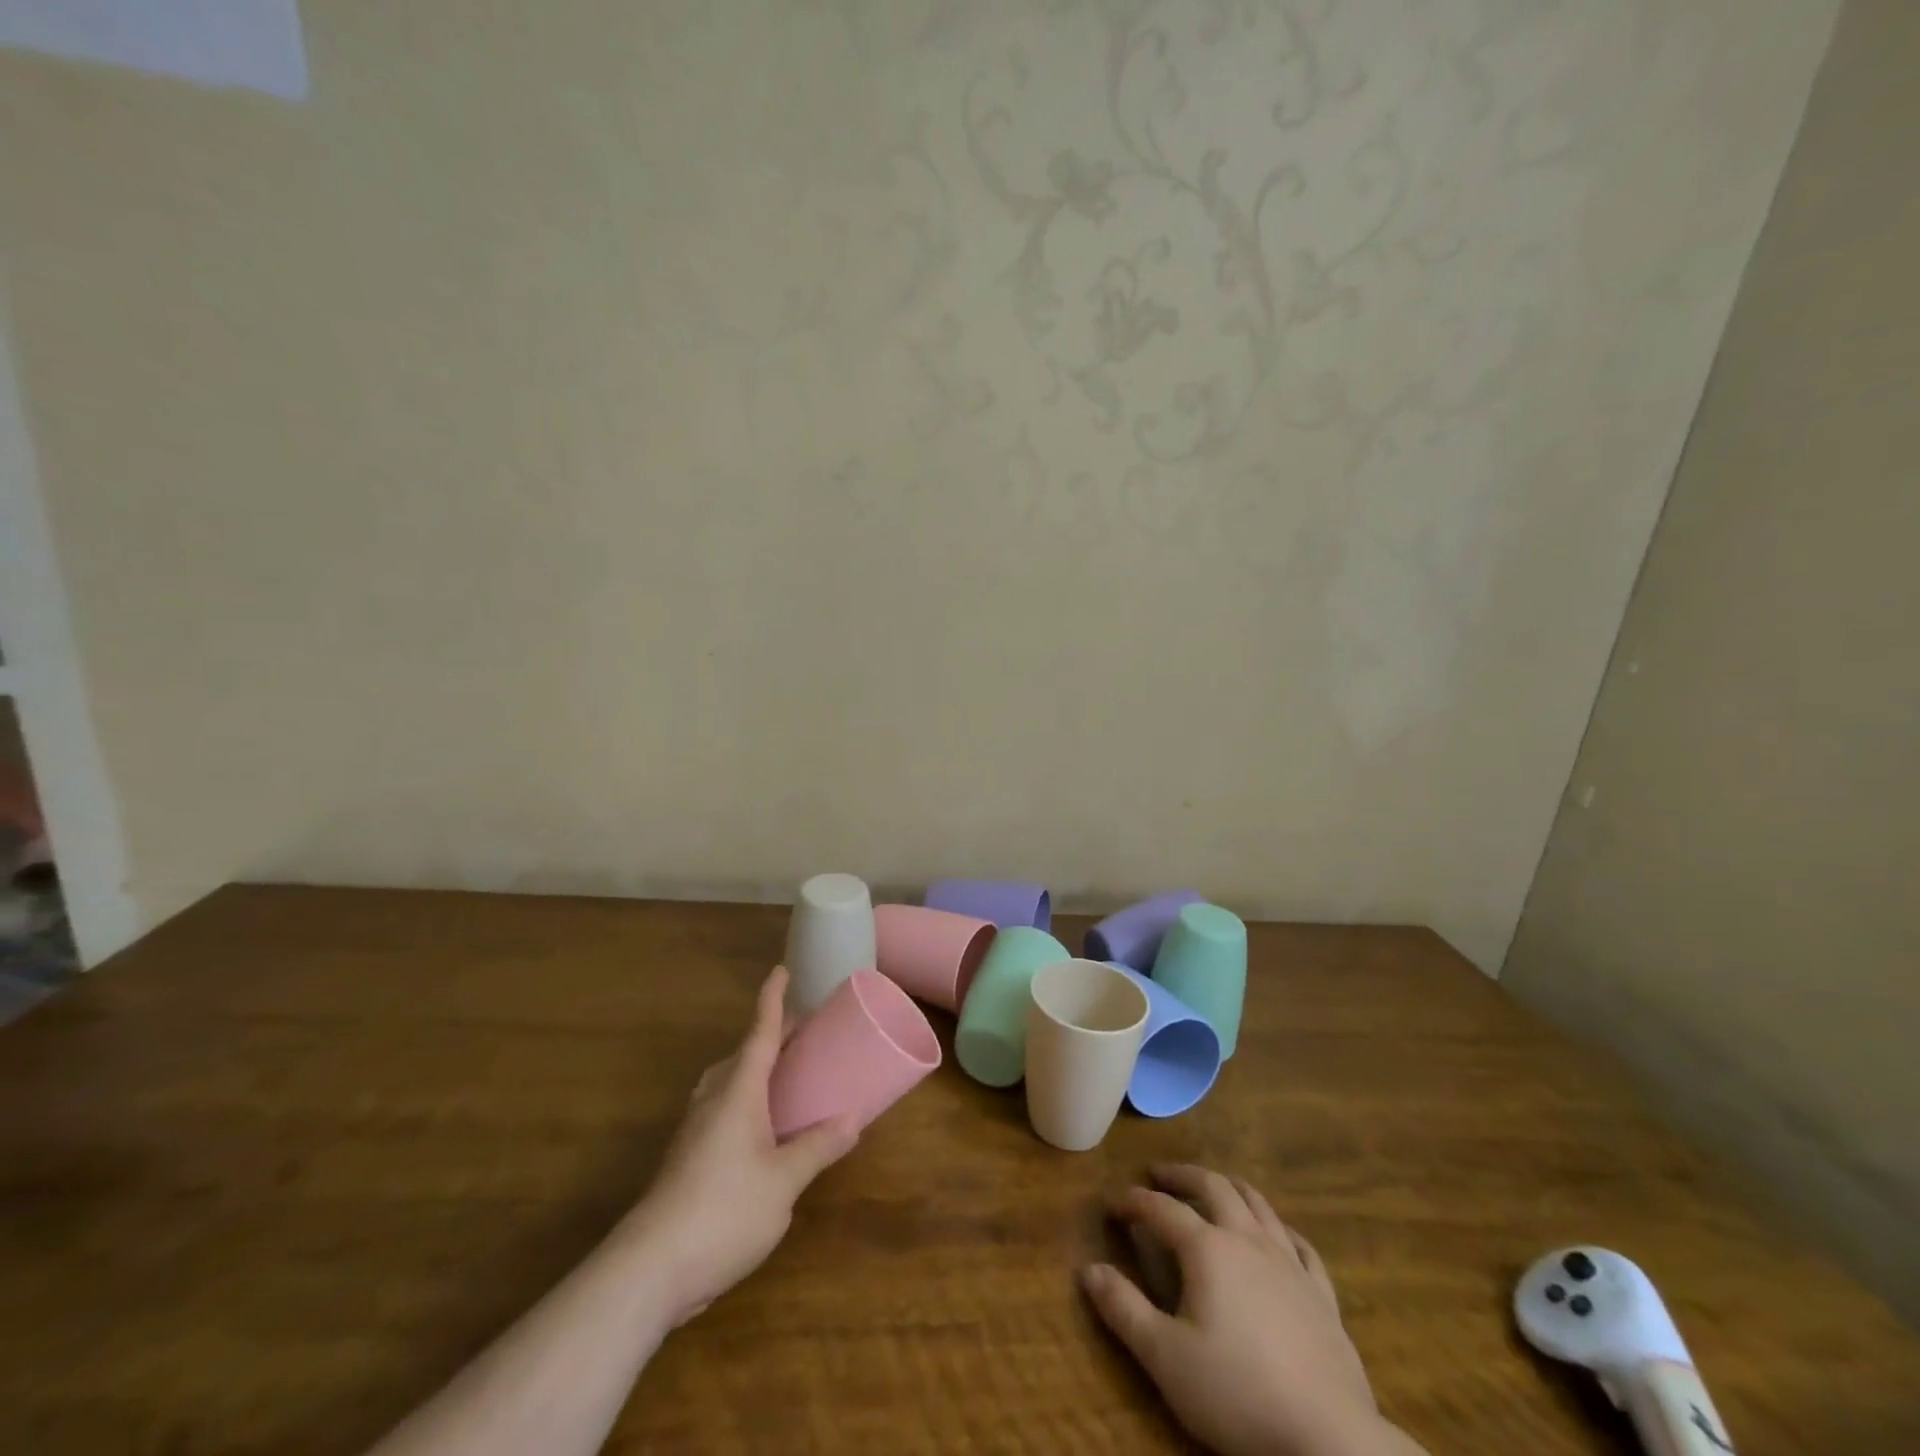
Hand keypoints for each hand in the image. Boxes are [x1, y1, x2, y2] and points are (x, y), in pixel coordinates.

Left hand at [622, 966, 858, 1328]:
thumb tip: (853, 1120)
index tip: (781, 970)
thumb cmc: (723, 1211)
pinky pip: (721, 1108)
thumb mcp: (784, 1181)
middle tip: (802, 1030)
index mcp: (738, 1091)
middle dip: (770, 1035)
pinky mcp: (687, 1158)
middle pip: (743, 1053)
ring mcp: (695, 1130)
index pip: (759, 1032)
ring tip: (784, 1074)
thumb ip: (817, 1147)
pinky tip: (761, 1128)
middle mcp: (714, 1100)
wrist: (649, 1269)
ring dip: (755, 1067)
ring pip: (728, 1081)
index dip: (772, 999)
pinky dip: (746, 1098)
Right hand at [1083, 1165, 1418, 1455]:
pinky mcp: (1322, 1294)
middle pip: (1213, 1186)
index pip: (1161, 1209)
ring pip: (1257, 1204)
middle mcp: (1247, 1239)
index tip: (1112, 1203)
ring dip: (1229, 1187)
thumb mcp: (1165, 1358)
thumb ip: (1123, 1309)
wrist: (1328, 1438)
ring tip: (1213, 1187)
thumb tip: (1088, 1270)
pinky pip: (1301, 1246)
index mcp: (1207, 1248)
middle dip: (1182, 1176)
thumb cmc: (1237, 1393)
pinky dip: (1280, 1229)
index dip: (1134, 1201)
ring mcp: (1289, 1263)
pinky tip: (1277, 1235)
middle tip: (1159, 1174)